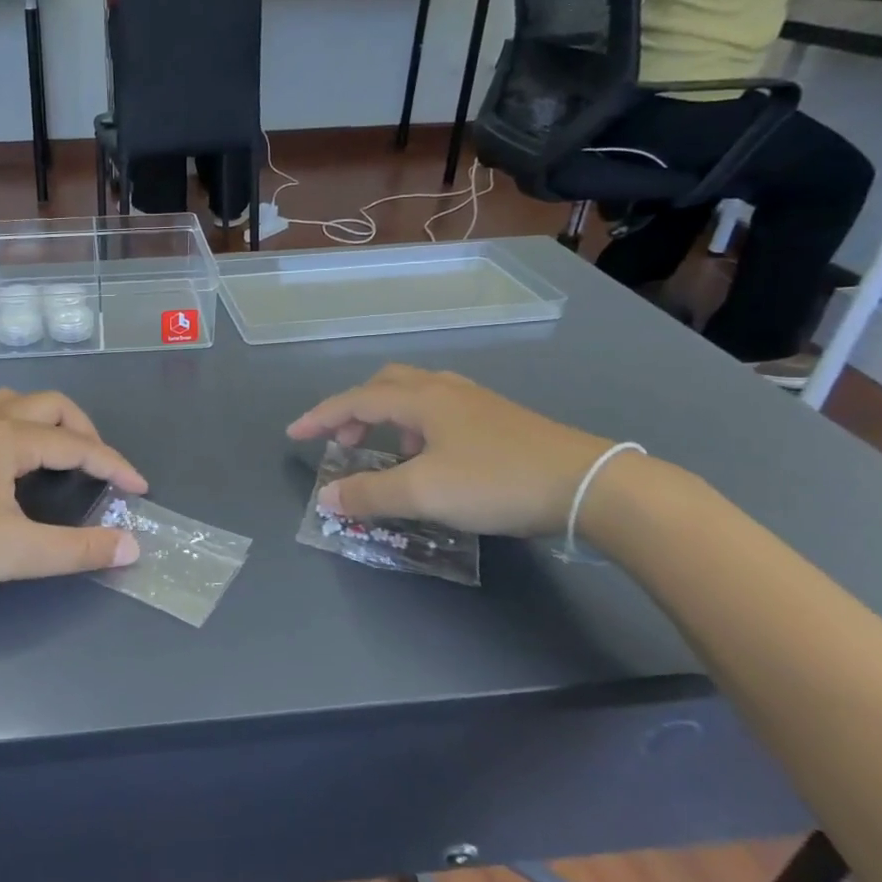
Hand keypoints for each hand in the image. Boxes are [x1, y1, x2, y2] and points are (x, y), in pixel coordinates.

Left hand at [0, 390, 145, 606]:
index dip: (113, 464)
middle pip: (50, 406)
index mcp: (7, 436)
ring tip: (62, 456)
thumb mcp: (17, 552)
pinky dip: (19, 427)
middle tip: (101, 469)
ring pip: (15, 403)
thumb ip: (78, 549)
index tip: (139, 489)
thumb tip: (131, 546)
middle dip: (84, 432)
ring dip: (49, 422)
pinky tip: (12, 462)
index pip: (76, 444)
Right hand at [286, 365, 612, 536]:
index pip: (355, 400)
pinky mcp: (500, 420)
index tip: (294, 434)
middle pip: (386, 384)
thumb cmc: (496, 481)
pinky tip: (432, 458)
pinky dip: (418, 426)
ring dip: (388, 417)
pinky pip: (441, 411)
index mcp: (422, 399)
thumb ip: (369, 494)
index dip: (320, 416)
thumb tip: (326, 497)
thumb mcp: (423, 493)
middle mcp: (446, 390)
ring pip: (417, 395)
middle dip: (355, 409)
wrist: (587, 485)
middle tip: (344, 441)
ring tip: (387, 451)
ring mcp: (477, 403)